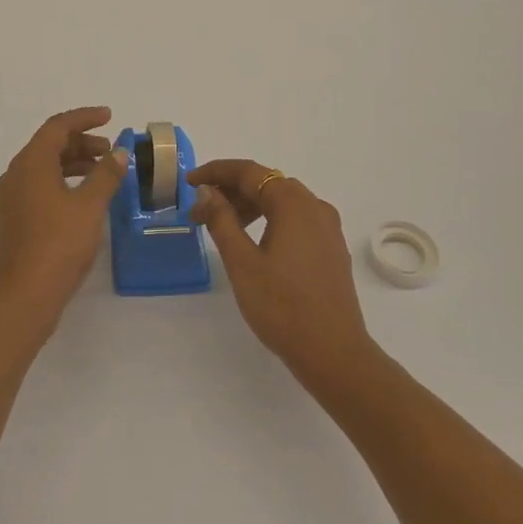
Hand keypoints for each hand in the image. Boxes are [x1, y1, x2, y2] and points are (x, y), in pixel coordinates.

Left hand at [0, 107, 129, 333]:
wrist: (24, 296)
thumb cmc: (59, 244)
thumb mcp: (90, 206)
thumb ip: (106, 175)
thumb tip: (119, 153)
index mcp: (30, 164)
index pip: (57, 127)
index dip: (84, 118)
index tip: (110, 117)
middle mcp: (15, 175)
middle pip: (48, 145)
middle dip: (81, 142)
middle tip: (111, 151)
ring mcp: (11, 199)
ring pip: (44, 167)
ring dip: (73, 163)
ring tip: (103, 172)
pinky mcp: (13, 219)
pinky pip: (39, 186)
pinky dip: (63, 182)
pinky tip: (84, 198)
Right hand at [189, 159, 376, 389]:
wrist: (332, 351)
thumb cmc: (281, 306)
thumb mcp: (242, 262)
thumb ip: (222, 220)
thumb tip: (208, 192)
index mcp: (293, 203)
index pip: (249, 172)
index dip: (216, 172)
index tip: (190, 183)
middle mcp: (315, 207)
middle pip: (267, 183)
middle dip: (230, 191)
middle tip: (200, 212)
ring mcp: (328, 228)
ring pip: (282, 202)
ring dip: (250, 207)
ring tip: (222, 228)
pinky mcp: (331, 248)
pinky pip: (296, 220)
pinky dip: (270, 220)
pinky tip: (253, 242)